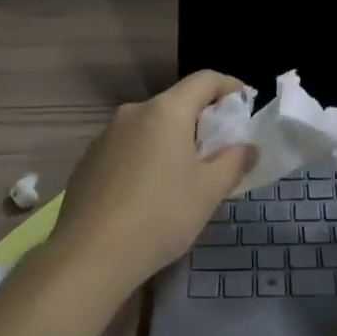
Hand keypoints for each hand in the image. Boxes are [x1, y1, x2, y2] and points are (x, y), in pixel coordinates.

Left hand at [51, 71, 255, 291]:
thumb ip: (234, 162)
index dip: (229, 86)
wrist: (90, 255)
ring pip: (149, 126)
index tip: (245, 103)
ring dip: (172, 140)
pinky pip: (127, 147)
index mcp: (166, 111)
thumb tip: (248, 147)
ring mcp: (105, 135)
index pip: (204, 80)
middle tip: (219, 149)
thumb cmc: (160, 215)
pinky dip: (146, 157)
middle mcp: (133, 112)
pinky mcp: (88, 160)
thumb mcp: (209, 191)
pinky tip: (148, 193)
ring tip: (183, 175)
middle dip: (201, 119)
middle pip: (176, 103)